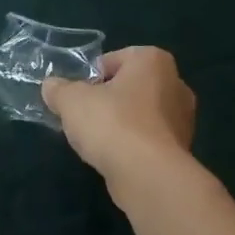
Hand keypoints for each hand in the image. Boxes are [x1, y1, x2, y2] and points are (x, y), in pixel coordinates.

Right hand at [42, 47, 196, 194]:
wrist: (148, 174)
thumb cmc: (112, 124)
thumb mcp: (72, 101)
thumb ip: (59, 90)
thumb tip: (51, 86)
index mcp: (153, 60)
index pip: (114, 60)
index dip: (90, 77)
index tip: (76, 98)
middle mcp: (175, 83)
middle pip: (129, 87)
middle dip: (107, 101)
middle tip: (83, 119)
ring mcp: (183, 119)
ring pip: (140, 115)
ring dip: (120, 125)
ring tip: (97, 142)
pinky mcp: (181, 149)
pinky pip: (148, 140)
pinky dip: (133, 146)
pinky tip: (116, 158)